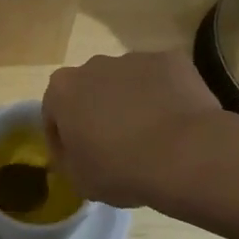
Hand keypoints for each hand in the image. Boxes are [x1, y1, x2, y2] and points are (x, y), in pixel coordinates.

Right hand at [43, 50, 227, 208]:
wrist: (185, 154)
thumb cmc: (121, 170)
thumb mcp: (79, 180)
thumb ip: (68, 160)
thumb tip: (74, 152)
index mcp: (63, 90)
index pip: (53, 112)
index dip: (63, 138)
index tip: (78, 159)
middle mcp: (94, 65)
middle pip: (90, 89)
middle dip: (98, 112)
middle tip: (115, 146)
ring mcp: (134, 59)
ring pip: (127, 82)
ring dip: (131, 102)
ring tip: (151, 136)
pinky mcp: (170, 60)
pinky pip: (161, 80)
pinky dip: (164, 96)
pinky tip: (176, 124)